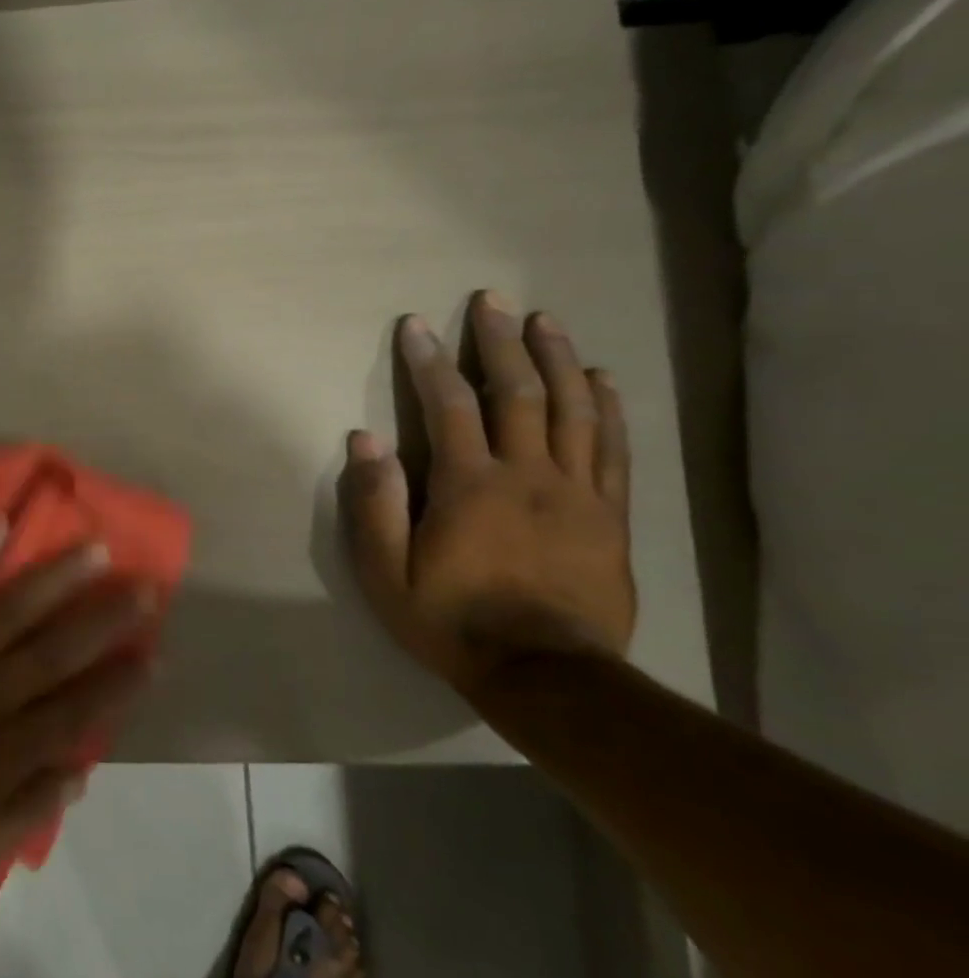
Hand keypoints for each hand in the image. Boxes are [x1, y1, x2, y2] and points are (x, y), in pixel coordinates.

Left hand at [0, 524, 156, 893]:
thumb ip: (27, 811)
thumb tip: (80, 771)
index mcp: (5, 751)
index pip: (78, 711)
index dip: (119, 684)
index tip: (154, 654)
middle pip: (58, 650)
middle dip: (106, 618)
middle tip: (144, 585)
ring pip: (12, 610)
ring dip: (55, 578)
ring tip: (93, 548)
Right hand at [337, 291, 634, 698]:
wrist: (547, 676)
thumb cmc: (451, 621)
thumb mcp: (387, 573)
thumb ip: (375, 504)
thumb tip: (364, 440)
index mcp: (470, 485)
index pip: (449, 405)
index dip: (429, 360)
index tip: (416, 325)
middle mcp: (527, 474)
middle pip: (518, 392)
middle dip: (500, 341)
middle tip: (492, 300)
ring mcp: (577, 492)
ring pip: (573, 409)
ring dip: (557, 358)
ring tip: (545, 321)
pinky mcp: (610, 515)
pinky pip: (613, 448)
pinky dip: (609, 407)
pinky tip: (602, 378)